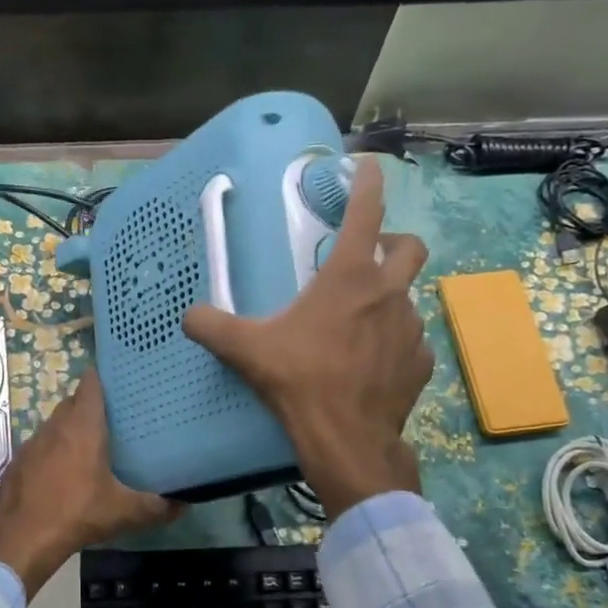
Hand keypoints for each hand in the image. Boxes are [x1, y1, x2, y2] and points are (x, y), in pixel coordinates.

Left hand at [0, 369, 180, 598]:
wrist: (24, 537)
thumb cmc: (79, 513)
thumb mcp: (124, 512)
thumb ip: (156, 507)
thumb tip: (184, 504)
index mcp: (83, 427)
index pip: (90, 385)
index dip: (100, 378)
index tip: (114, 382)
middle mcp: (55, 427)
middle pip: (71, 403)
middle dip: (86, 406)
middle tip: (108, 419)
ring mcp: (32, 444)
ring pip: (52, 425)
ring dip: (67, 430)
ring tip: (85, 447)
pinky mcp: (17, 463)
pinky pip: (37, 448)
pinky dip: (48, 453)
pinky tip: (58, 474)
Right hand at [183, 158, 432, 519]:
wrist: (347, 441)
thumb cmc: (300, 382)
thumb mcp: (248, 350)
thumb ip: (212, 327)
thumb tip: (187, 316)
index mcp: (349, 278)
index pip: (366, 213)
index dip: (367, 183)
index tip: (367, 166)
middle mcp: (388, 294)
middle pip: (409, 247)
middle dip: (393, 243)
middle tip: (366, 259)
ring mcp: (411, 329)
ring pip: (407, 298)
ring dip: (387, 300)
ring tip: (358, 325)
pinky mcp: (420, 363)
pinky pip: (410, 342)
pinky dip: (393, 343)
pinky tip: (371, 365)